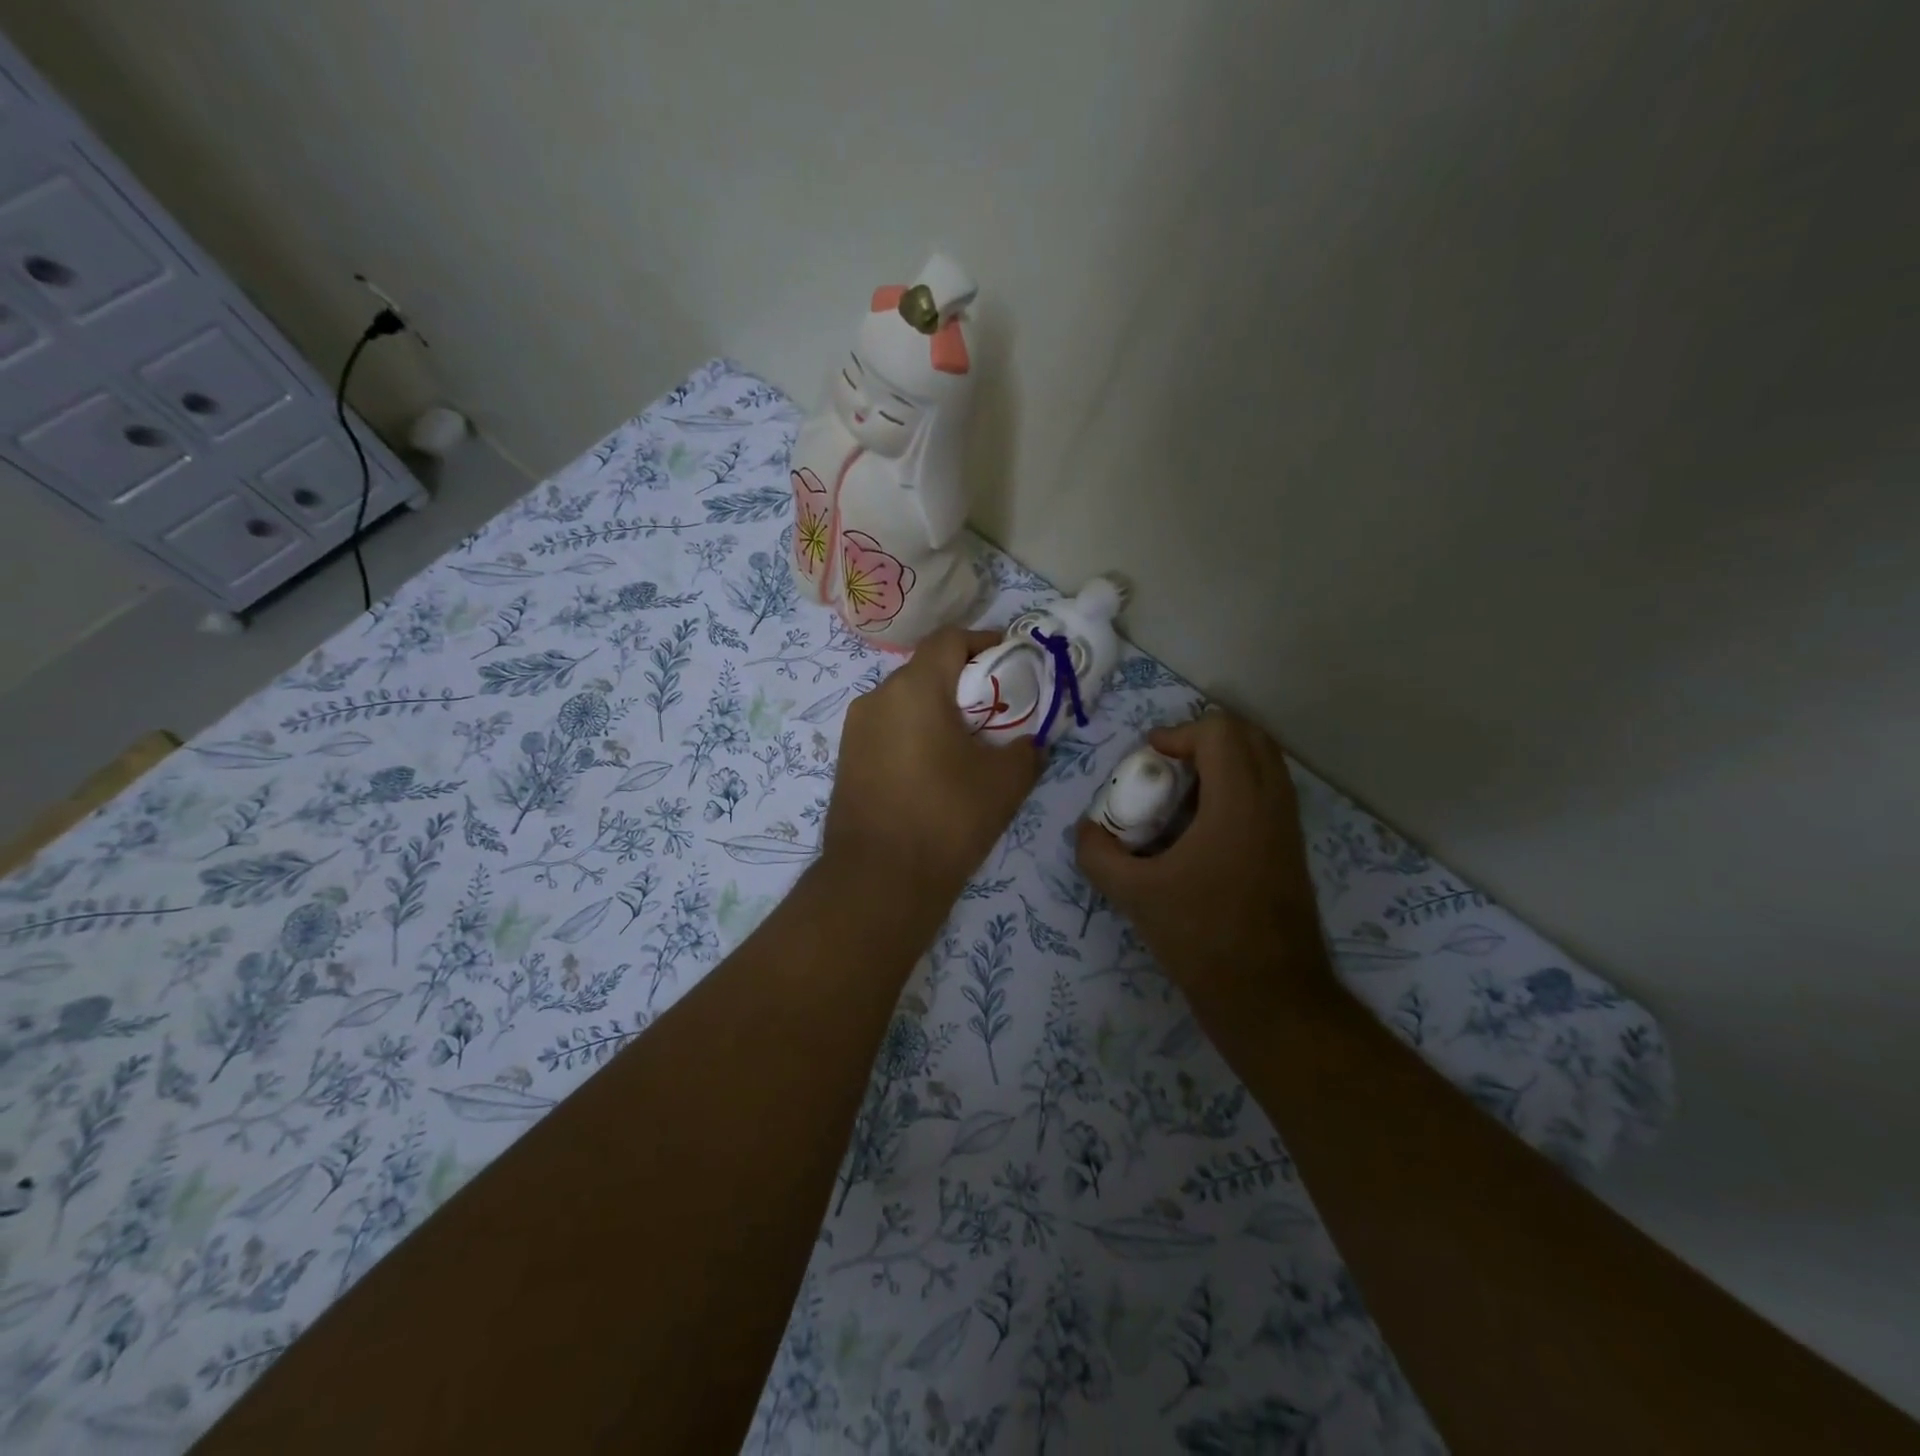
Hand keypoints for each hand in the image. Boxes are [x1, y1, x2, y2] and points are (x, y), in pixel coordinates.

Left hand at [824, 628, 1041, 898]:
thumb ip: (1028, 749)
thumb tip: (1031, 742)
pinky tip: (935, 768)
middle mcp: (877, 697)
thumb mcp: (1006, 782)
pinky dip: (915, 733)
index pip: (951, 639)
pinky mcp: (847, 759)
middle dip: (965, 681)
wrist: (879, 881)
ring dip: (938, 709)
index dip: (986, 641)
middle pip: (927, 669)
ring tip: (968, 742)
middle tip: (998, 708)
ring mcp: (856, 729)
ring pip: (905, 701)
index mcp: (914, 688)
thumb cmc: (947, 818)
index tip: (1013, 660)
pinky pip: (888, 729)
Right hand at [1075, 711, 1329, 1010]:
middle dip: (1203, 738)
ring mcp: (1288, 825)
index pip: (1219, 732)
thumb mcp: (1134, 895)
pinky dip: (1237, 786)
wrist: (1269, 996)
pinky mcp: (1292, 848)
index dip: (1178, 733)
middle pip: (1248, 735)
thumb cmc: (1201, 938)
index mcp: (1238, 804)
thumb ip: (1098, 855)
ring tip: (1182, 792)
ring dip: (1222, 761)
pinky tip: (1201, 826)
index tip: (1148, 759)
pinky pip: (1269, 791)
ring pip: (1264, 761)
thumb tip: (1086, 830)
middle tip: (1166, 764)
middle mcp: (1272, 803)